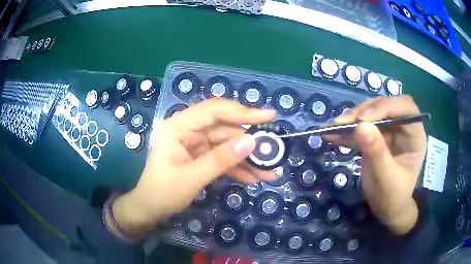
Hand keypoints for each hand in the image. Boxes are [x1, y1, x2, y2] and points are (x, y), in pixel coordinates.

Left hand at [110, 99, 276, 236]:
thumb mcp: (192, 177)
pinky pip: (223, 157)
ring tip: (268, 171)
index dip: (243, 111)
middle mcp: (189, 130)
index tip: (269, 116)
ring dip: (247, 159)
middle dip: (249, 141)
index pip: (214, 110)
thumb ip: (221, 160)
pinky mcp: (201, 156)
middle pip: (225, 128)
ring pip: (228, 145)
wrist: (150, 209)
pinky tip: (253, 178)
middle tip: (273, 150)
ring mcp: (196, 143)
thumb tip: (252, 142)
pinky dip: (238, 167)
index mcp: (179, 126)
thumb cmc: (163, 192)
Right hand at [324, 96, 426, 234]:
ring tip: (332, 129)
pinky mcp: (377, 136)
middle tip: (342, 123)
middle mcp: (403, 128)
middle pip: (385, 107)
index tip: (363, 120)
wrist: (386, 209)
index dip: (385, 107)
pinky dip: (347, 131)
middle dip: (363, 113)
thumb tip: (360, 126)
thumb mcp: (385, 178)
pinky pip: (362, 128)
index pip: (405, 108)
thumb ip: (376, 152)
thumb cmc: (392, 196)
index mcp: (415, 135)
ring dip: (351, 120)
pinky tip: (332, 135)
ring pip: (371, 114)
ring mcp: (390, 131)